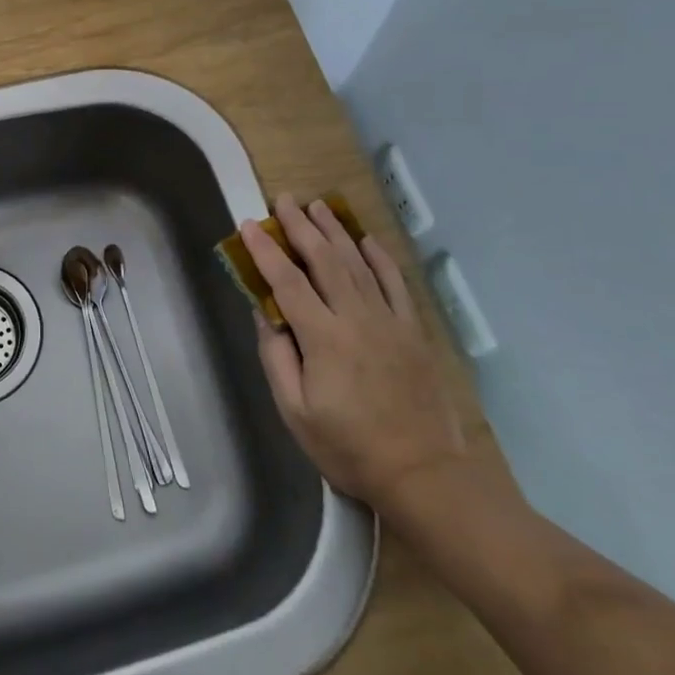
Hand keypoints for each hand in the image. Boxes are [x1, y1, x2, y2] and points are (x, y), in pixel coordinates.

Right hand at [244, 194, 468, 510]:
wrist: (424, 475)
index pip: (287, 282)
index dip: (265, 250)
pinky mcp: (413, 331)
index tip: (249, 225)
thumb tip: (264, 314)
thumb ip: (276, 358)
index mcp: (323, 338)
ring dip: (336, 231)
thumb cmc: (349, 447)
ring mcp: (389, 321)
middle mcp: (356, 318)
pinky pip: (396, 283)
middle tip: (284, 199)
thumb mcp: (295, 412)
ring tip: (318, 206)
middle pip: (324, 260)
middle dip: (301, 226)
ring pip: (358, 263)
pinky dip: (381, 258)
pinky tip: (367, 240)